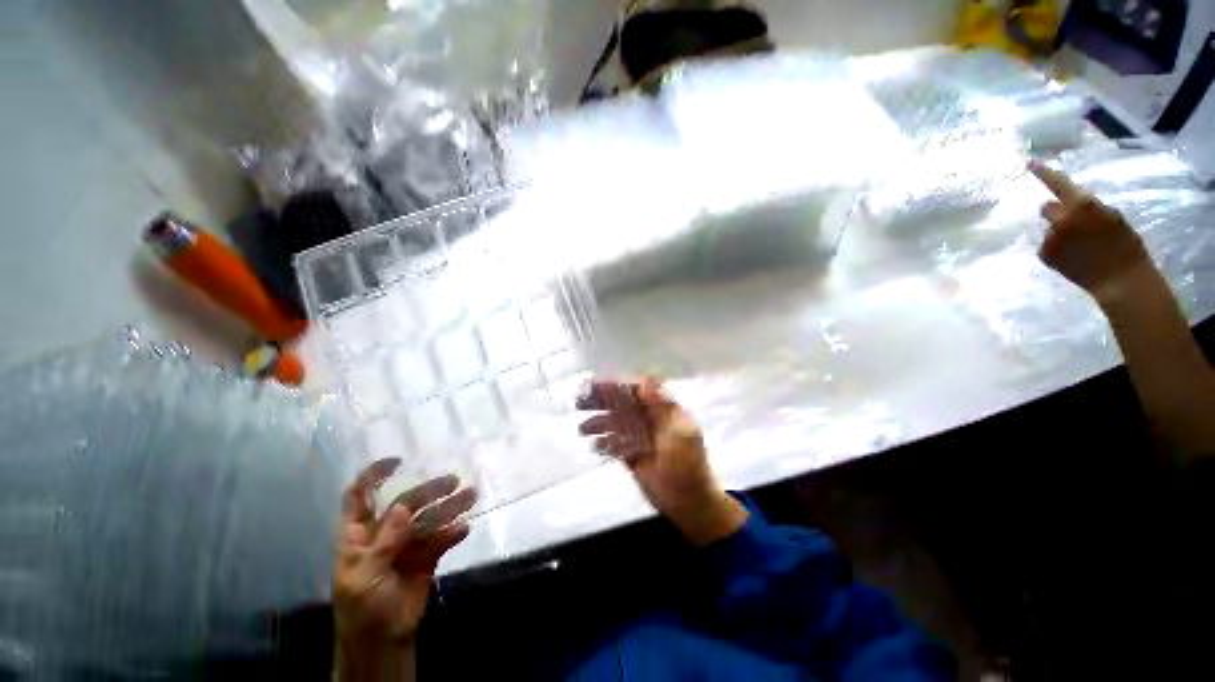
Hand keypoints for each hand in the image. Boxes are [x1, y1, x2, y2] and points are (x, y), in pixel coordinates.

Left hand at [333, 460, 475, 673]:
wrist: (383, 642)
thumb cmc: (362, 609)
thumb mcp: (364, 576)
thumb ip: (384, 542)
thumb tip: (403, 506)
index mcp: (359, 535)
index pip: (360, 497)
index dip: (374, 476)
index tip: (399, 461)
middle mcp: (385, 533)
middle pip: (407, 503)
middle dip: (429, 490)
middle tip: (454, 482)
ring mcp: (407, 544)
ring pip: (429, 518)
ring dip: (449, 507)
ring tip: (471, 497)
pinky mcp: (427, 557)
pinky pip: (441, 539)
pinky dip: (452, 533)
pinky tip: (464, 530)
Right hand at [578, 378, 747, 545]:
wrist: (689, 504)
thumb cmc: (687, 465)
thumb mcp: (679, 433)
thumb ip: (662, 406)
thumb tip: (646, 378)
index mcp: (663, 410)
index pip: (637, 390)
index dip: (617, 386)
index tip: (596, 385)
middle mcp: (650, 420)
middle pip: (623, 405)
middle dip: (602, 402)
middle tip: (579, 401)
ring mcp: (640, 438)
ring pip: (616, 424)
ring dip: (599, 423)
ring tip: (582, 429)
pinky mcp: (632, 455)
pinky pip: (615, 444)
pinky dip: (604, 443)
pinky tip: (595, 446)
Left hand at [1030, 161, 1153, 304]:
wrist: (1120, 279)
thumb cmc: (1124, 245)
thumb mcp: (1111, 216)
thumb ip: (1086, 207)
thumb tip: (1064, 201)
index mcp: (1082, 204)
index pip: (1059, 184)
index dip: (1044, 173)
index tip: (1029, 162)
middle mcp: (1061, 219)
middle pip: (1047, 208)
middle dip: (1057, 213)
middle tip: (1076, 226)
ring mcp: (1051, 238)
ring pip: (1050, 229)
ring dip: (1060, 233)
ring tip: (1082, 247)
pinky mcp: (1044, 254)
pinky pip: (1048, 246)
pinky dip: (1057, 249)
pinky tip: (1074, 258)